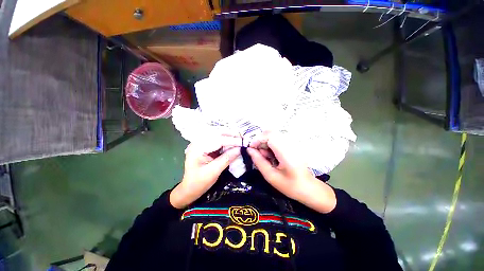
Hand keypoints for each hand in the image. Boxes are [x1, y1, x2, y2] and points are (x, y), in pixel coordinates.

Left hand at [170, 136, 240, 208]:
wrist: (189, 189)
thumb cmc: (199, 183)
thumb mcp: (213, 172)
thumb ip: (226, 159)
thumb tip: (240, 149)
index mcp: (197, 148)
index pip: (217, 140)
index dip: (232, 140)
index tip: (244, 142)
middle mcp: (199, 142)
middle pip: (217, 133)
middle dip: (231, 134)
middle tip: (243, 138)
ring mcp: (202, 143)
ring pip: (218, 135)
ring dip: (230, 136)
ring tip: (241, 139)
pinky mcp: (206, 147)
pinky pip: (218, 140)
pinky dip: (227, 141)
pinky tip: (234, 142)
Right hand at [247, 132, 336, 213]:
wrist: (308, 188)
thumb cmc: (290, 185)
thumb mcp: (271, 176)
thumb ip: (259, 161)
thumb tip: (249, 150)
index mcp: (287, 153)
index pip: (270, 136)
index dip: (258, 139)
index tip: (251, 148)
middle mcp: (291, 144)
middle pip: (271, 132)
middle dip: (260, 140)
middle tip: (257, 152)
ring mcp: (293, 143)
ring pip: (274, 134)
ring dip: (265, 142)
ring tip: (264, 156)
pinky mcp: (293, 144)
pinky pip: (278, 139)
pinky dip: (270, 144)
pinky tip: (271, 155)